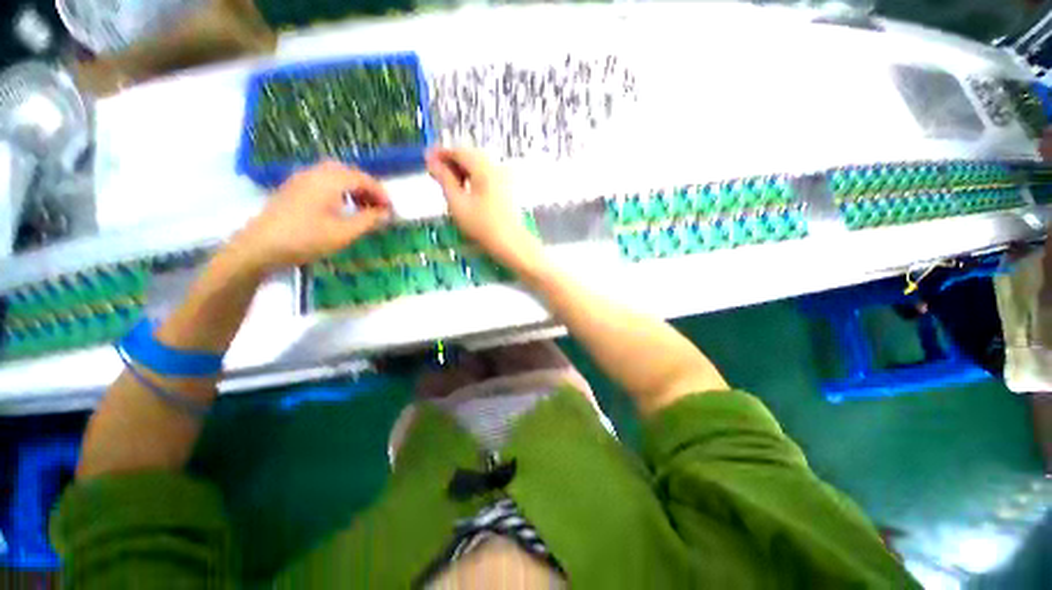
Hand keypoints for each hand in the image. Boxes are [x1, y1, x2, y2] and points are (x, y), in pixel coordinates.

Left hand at [228, 161, 391, 273]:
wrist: (259, 247)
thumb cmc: (305, 239)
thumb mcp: (343, 233)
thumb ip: (368, 220)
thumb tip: (386, 213)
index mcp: (329, 181)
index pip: (363, 179)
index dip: (381, 193)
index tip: (391, 210)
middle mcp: (314, 173)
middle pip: (348, 172)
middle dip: (367, 187)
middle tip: (377, 207)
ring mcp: (300, 179)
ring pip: (334, 174)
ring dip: (352, 187)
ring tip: (361, 207)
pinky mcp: (292, 188)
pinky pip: (322, 180)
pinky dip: (338, 189)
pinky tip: (340, 207)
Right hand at [426, 148, 543, 274]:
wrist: (511, 244)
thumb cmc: (482, 225)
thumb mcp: (457, 202)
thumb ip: (444, 179)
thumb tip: (431, 161)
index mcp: (484, 168)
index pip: (459, 151)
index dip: (441, 153)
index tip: (425, 159)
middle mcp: (497, 167)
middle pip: (470, 156)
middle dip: (451, 162)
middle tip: (434, 173)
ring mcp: (505, 178)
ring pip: (479, 166)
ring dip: (462, 171)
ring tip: (447, 184)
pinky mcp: (507, 189)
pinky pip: (487, 176)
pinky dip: (473, 179)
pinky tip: (465, 191)